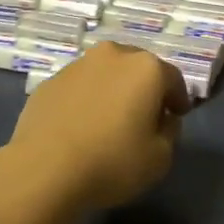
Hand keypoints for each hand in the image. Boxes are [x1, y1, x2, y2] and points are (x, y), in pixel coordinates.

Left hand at [6, 43, 186, 212]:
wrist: (44, 169)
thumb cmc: (112, 161)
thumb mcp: (160, 158)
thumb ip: (170, 132)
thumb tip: (162, 118)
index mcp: (145, 68)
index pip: (173, 78)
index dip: (179, 99)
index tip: (177, 116)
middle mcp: (112, 55)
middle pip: (138, 69)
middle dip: (145, 89)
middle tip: (145, 116)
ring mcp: (78, 65)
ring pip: (106, 74)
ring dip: (113, 91)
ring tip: (109, 121)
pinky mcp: (50, 81)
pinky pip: (79, 88)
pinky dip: (86, 100)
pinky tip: (81, 127)